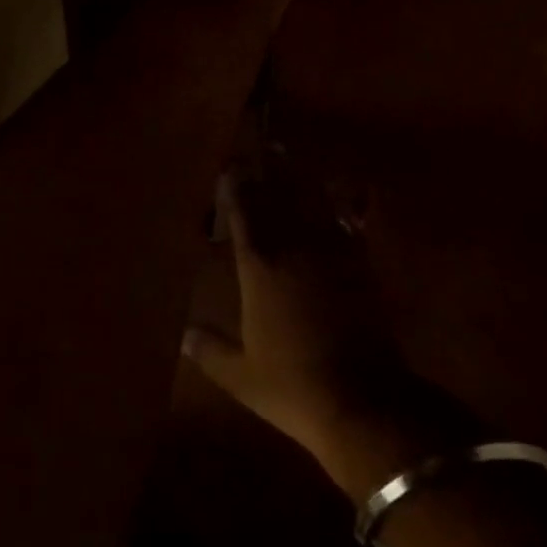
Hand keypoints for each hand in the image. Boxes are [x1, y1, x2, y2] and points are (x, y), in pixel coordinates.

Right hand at [184, 162, 476, 498]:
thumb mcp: (241, 376)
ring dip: (297, 174)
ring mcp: (330, 250)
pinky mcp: (359, 262)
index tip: (228, 167)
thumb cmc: (293, 386)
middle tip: (256, 147)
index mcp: (258, 266)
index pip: (242, 213)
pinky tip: (347, 186)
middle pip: (276, 195)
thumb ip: (210, 349)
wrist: (362, 400)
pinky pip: (350, 219)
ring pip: (310, 198)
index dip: (234, 187)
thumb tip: (183, 335)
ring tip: (286, 152)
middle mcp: (292, 246)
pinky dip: (347, 200)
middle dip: (263, 169)